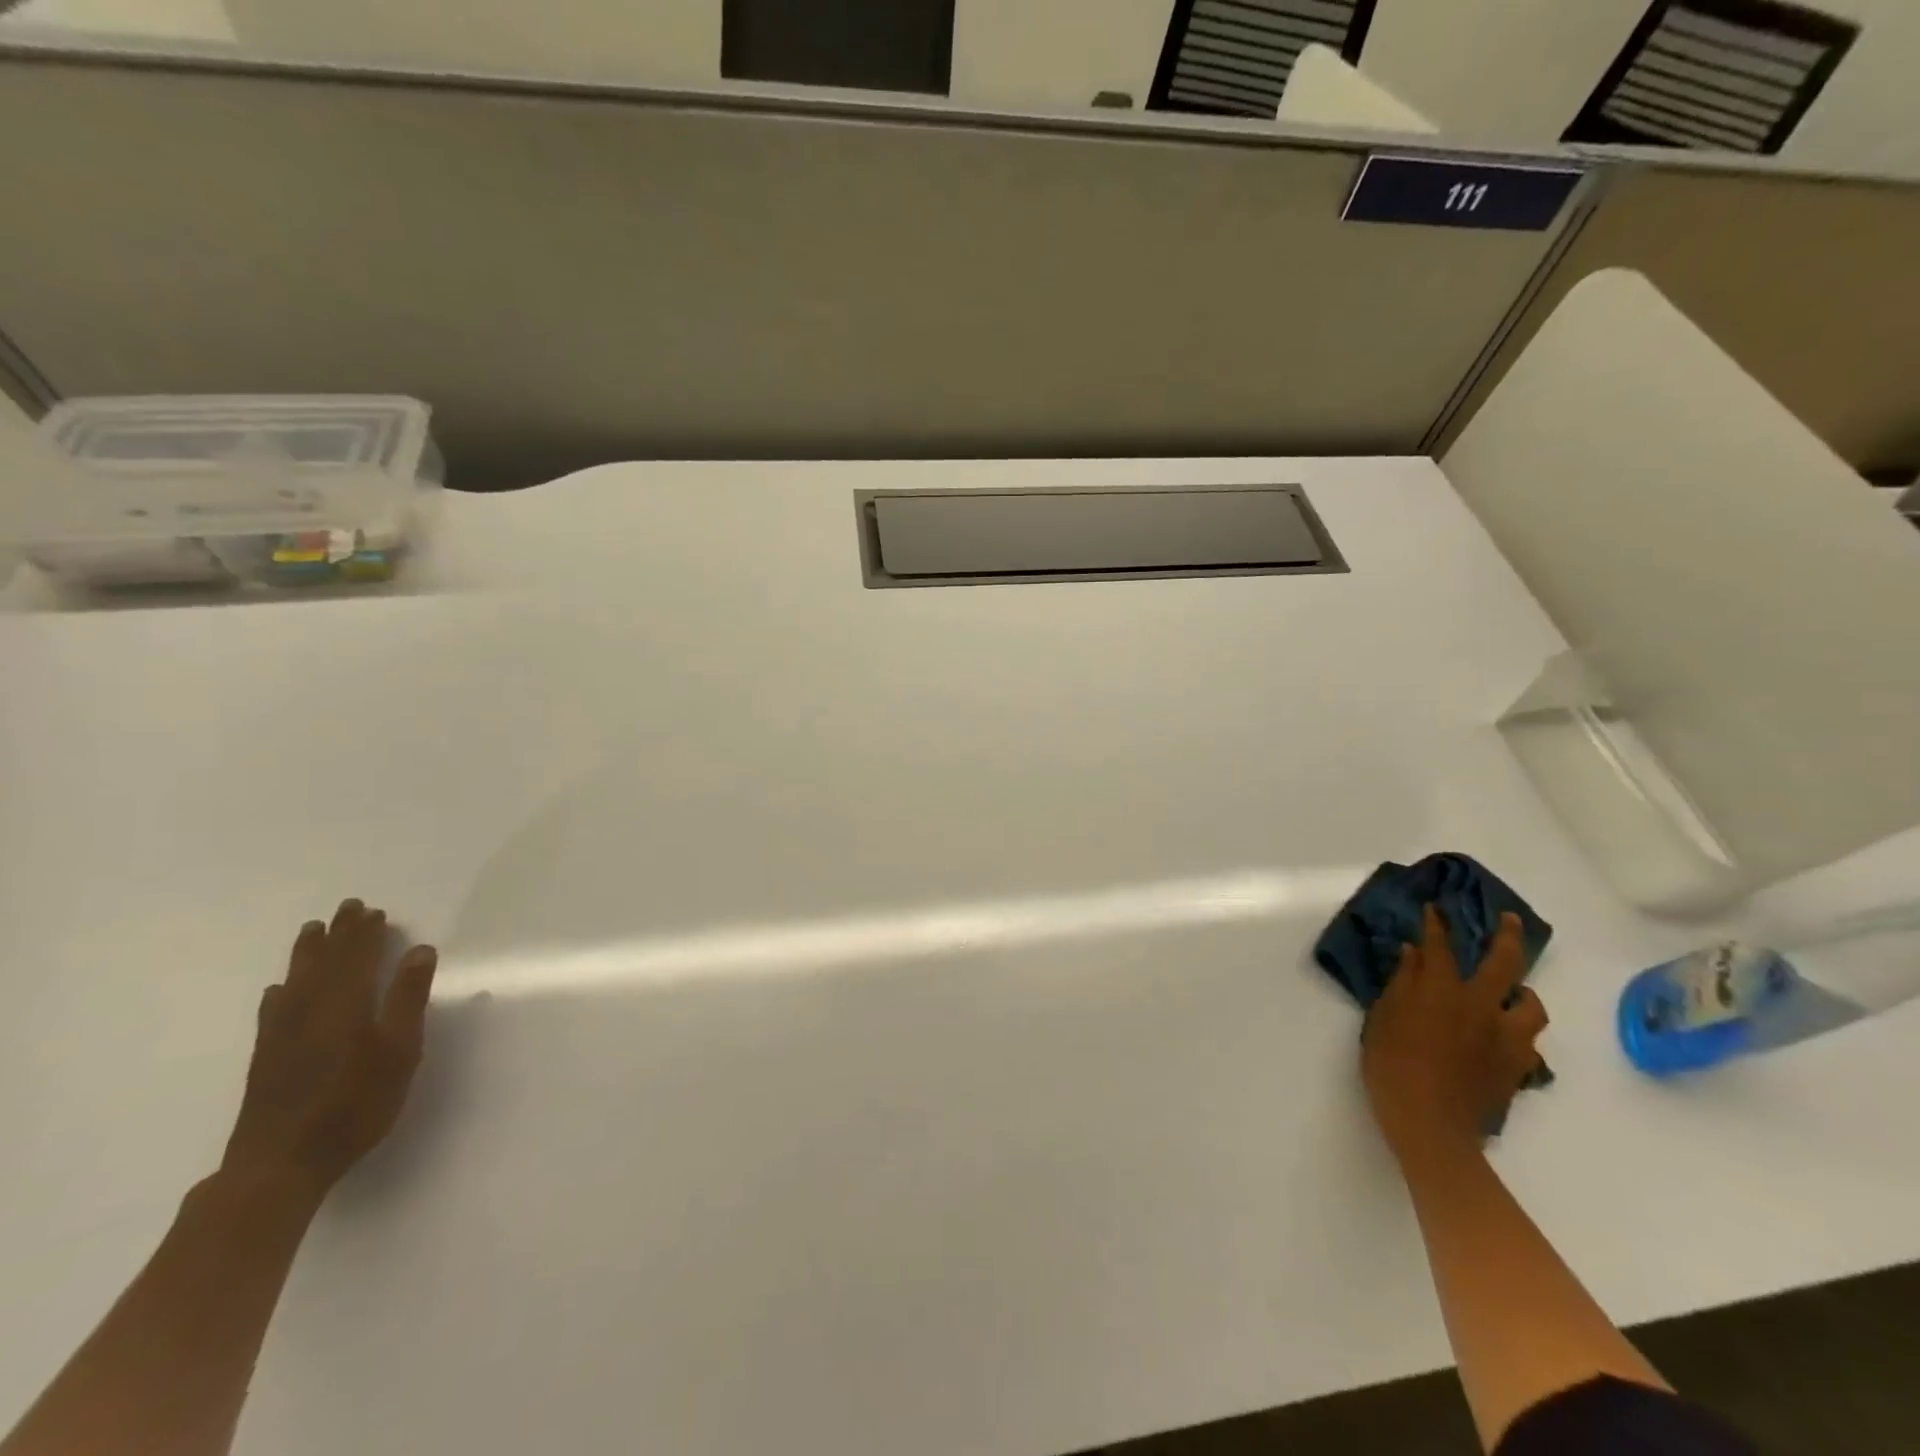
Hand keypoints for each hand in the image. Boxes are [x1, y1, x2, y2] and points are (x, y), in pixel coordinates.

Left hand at [221, 900, 438, 1199]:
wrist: (281, 1163)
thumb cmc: (354, 1104)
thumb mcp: (399, 1051)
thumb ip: (408, 999)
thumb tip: (420, 950)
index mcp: (346, 1005)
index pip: (357, 958)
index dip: (366, 934)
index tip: (374, 911)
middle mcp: (310, 1011)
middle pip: (325, 963)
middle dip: (338, 934)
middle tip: (347, 908)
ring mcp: (283, 1035)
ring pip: (296, 981)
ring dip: (306, 954)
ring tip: (311, 931)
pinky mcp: (266, 1058)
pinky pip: (273, 1011)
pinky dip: (280, 992)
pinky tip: (279, 989)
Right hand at [1362, 905, 1547, 1164]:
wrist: (1430, 1124)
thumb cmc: (1392, 1065)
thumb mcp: (1383, 1018)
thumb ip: (1401, 982)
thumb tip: (1412, 952)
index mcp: (1443, 991)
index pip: (1441, 946)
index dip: (1437, 925)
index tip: (1435, 909)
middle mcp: (1482, 1006)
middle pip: (1504, 962)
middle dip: (1507, 935)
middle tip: (1509, 920)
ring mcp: (1506, 1037)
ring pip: (1531, 1005)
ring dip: (1523, 993)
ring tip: (1515, 992)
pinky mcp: (1518, 1067)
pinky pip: (1529, 1042)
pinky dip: (1519, 1032)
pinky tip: (1507, 1036)